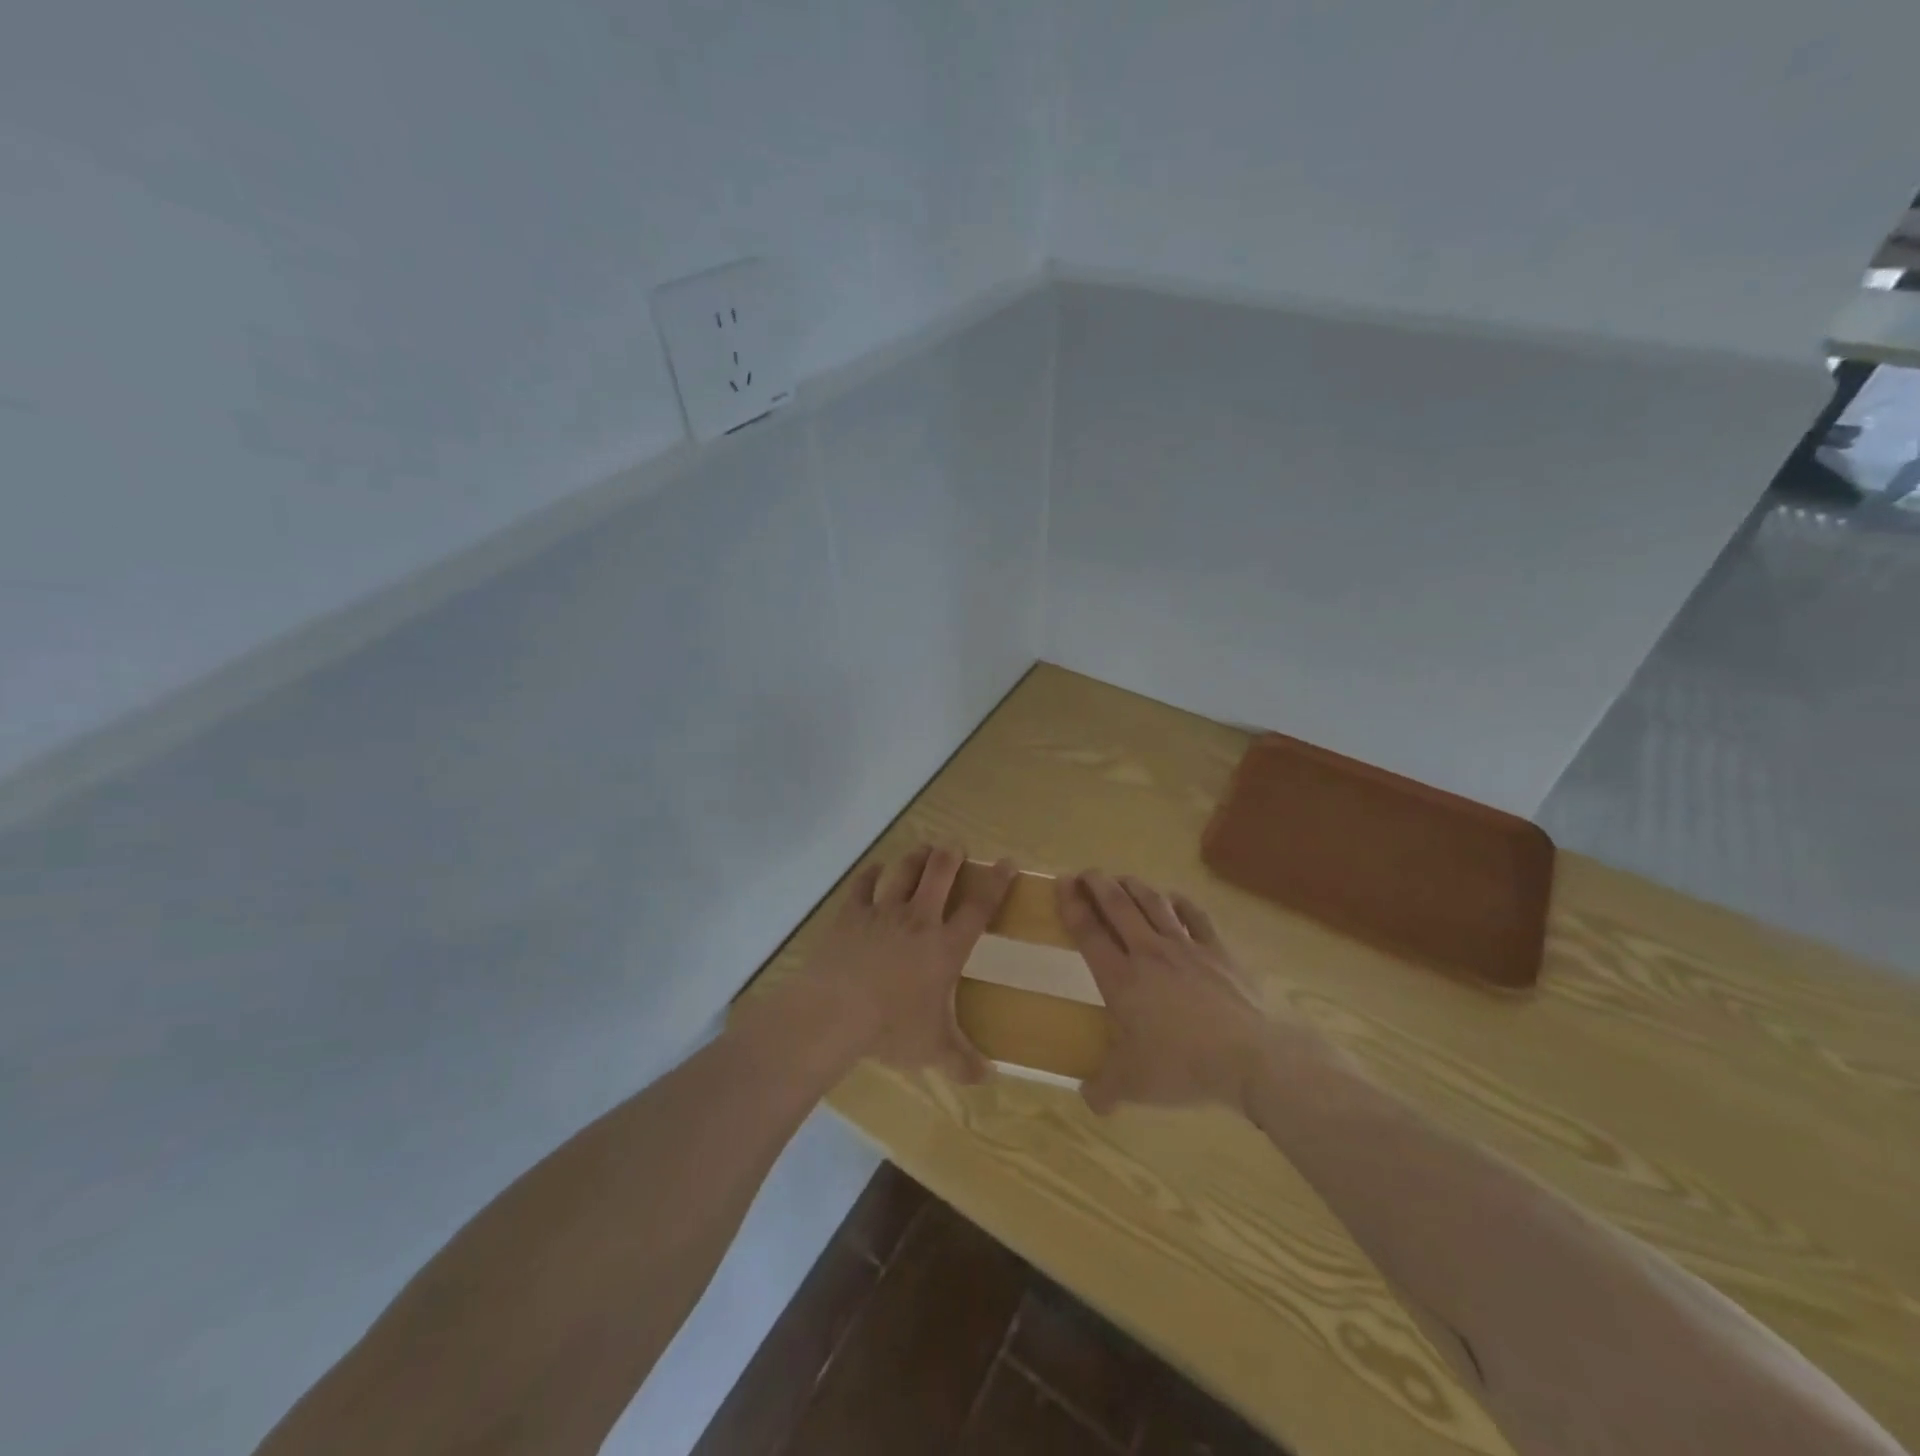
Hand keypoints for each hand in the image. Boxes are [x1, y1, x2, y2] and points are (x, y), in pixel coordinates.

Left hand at [799, 844, 1015, 1083]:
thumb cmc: (892, 1027)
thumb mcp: (933, 1049)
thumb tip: (988, 1080)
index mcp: (945, 946)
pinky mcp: (851, 914)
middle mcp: (919, 919)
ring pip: (904, 871)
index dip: (997, 882)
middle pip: (940, 873)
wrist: (836, 1011)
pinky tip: (874, 870)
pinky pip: (863, 885)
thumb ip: (963, 1062)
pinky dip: (870, 874)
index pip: (979, 907)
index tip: (1007, 863)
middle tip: (956, 847)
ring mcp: (883, 912)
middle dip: (952, 856)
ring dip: (916, 857)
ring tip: (923, 849)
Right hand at [1057, 870, 1278, 1114]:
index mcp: (1121, 979)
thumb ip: (1104, 1090)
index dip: (1071, 905)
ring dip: (1134, 886)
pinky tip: (1173, 898)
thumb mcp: (1134, 1086)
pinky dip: (1180, 902)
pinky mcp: (1217, 951)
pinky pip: (1195, 916)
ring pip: (1153, 903)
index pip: (1088, 932)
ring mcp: (1186, 948)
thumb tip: (1086, 1097)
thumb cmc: (1183, 1067)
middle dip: (1098, 884)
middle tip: (1085, 873)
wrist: (1250, 1058)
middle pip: (1118, 906)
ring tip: (1121, 878)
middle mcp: (1149, 953)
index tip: (1061, 883)